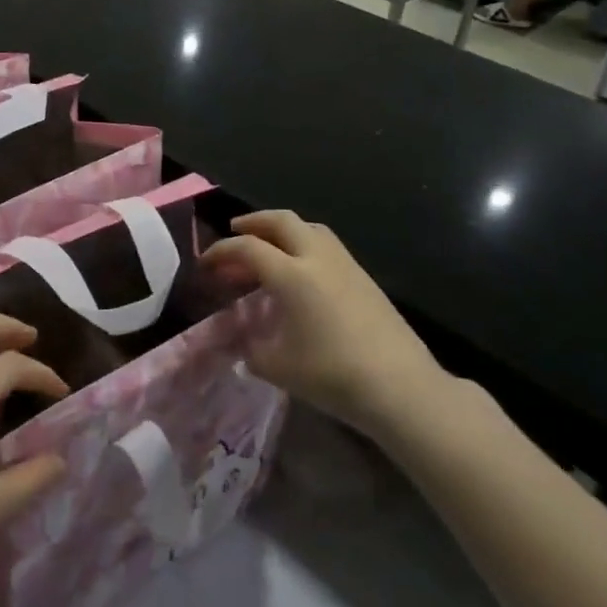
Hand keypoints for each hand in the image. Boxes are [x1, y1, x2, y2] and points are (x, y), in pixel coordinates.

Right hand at [202, 210, 451, 434]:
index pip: (247, 248)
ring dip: (283, 229)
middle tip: (235, 230)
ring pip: (309, 228)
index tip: (205, 263)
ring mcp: (345, 264)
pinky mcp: (364, 277)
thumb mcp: (277, 367)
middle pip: (281, 221)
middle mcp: (317, 258)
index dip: (221, 251)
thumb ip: (252, 349)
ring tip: (269, 246)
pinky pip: (327, 245)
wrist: (400, 386)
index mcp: (291, 275)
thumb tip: (245, 342)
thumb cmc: (332, 375)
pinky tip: (302, 272)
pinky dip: (304, 245)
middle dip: (254, 221)